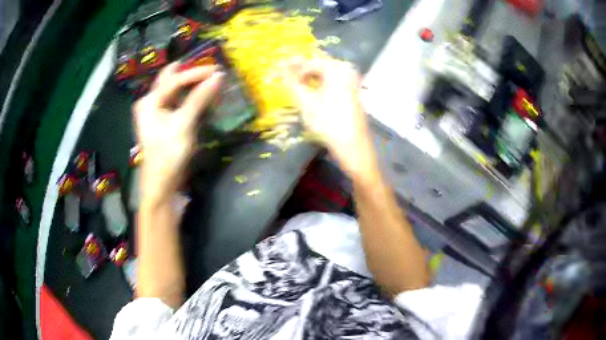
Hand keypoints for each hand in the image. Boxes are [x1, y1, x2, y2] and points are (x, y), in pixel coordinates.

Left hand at [133, 63, 224, 202]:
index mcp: (150, 101)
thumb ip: (199, 98)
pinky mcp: (163, 122)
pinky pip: (176, 102)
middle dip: (189, 72)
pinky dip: (189, 97)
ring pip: (174, 90)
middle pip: (170, 80)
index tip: (217, 70)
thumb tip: (218, 76)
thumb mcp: (183, 124)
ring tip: (208, 79)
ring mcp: (155, 113)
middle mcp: (150, 103)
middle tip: (209, 68)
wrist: (162, 184)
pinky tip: (200, 95)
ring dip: (190, 84)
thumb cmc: (168, 153)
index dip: (196, 73)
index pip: (175, 79)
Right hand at [281, 58, 375, 176]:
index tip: (279, 75)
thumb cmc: (328, 123)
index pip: (309, 62)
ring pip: (325, 74)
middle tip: (286, 80)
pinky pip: (333, 81)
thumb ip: (292, 81)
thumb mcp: (306, 101)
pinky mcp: (352, 92)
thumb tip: (280, 66)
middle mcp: (347, 70)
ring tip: (296, 88)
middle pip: (318, 65)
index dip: (292, 68)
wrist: (353, 146)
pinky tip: (311, 94)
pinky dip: (320, 85)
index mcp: (337, 69)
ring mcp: (352, 81)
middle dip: (301, 71)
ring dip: (310, 79)